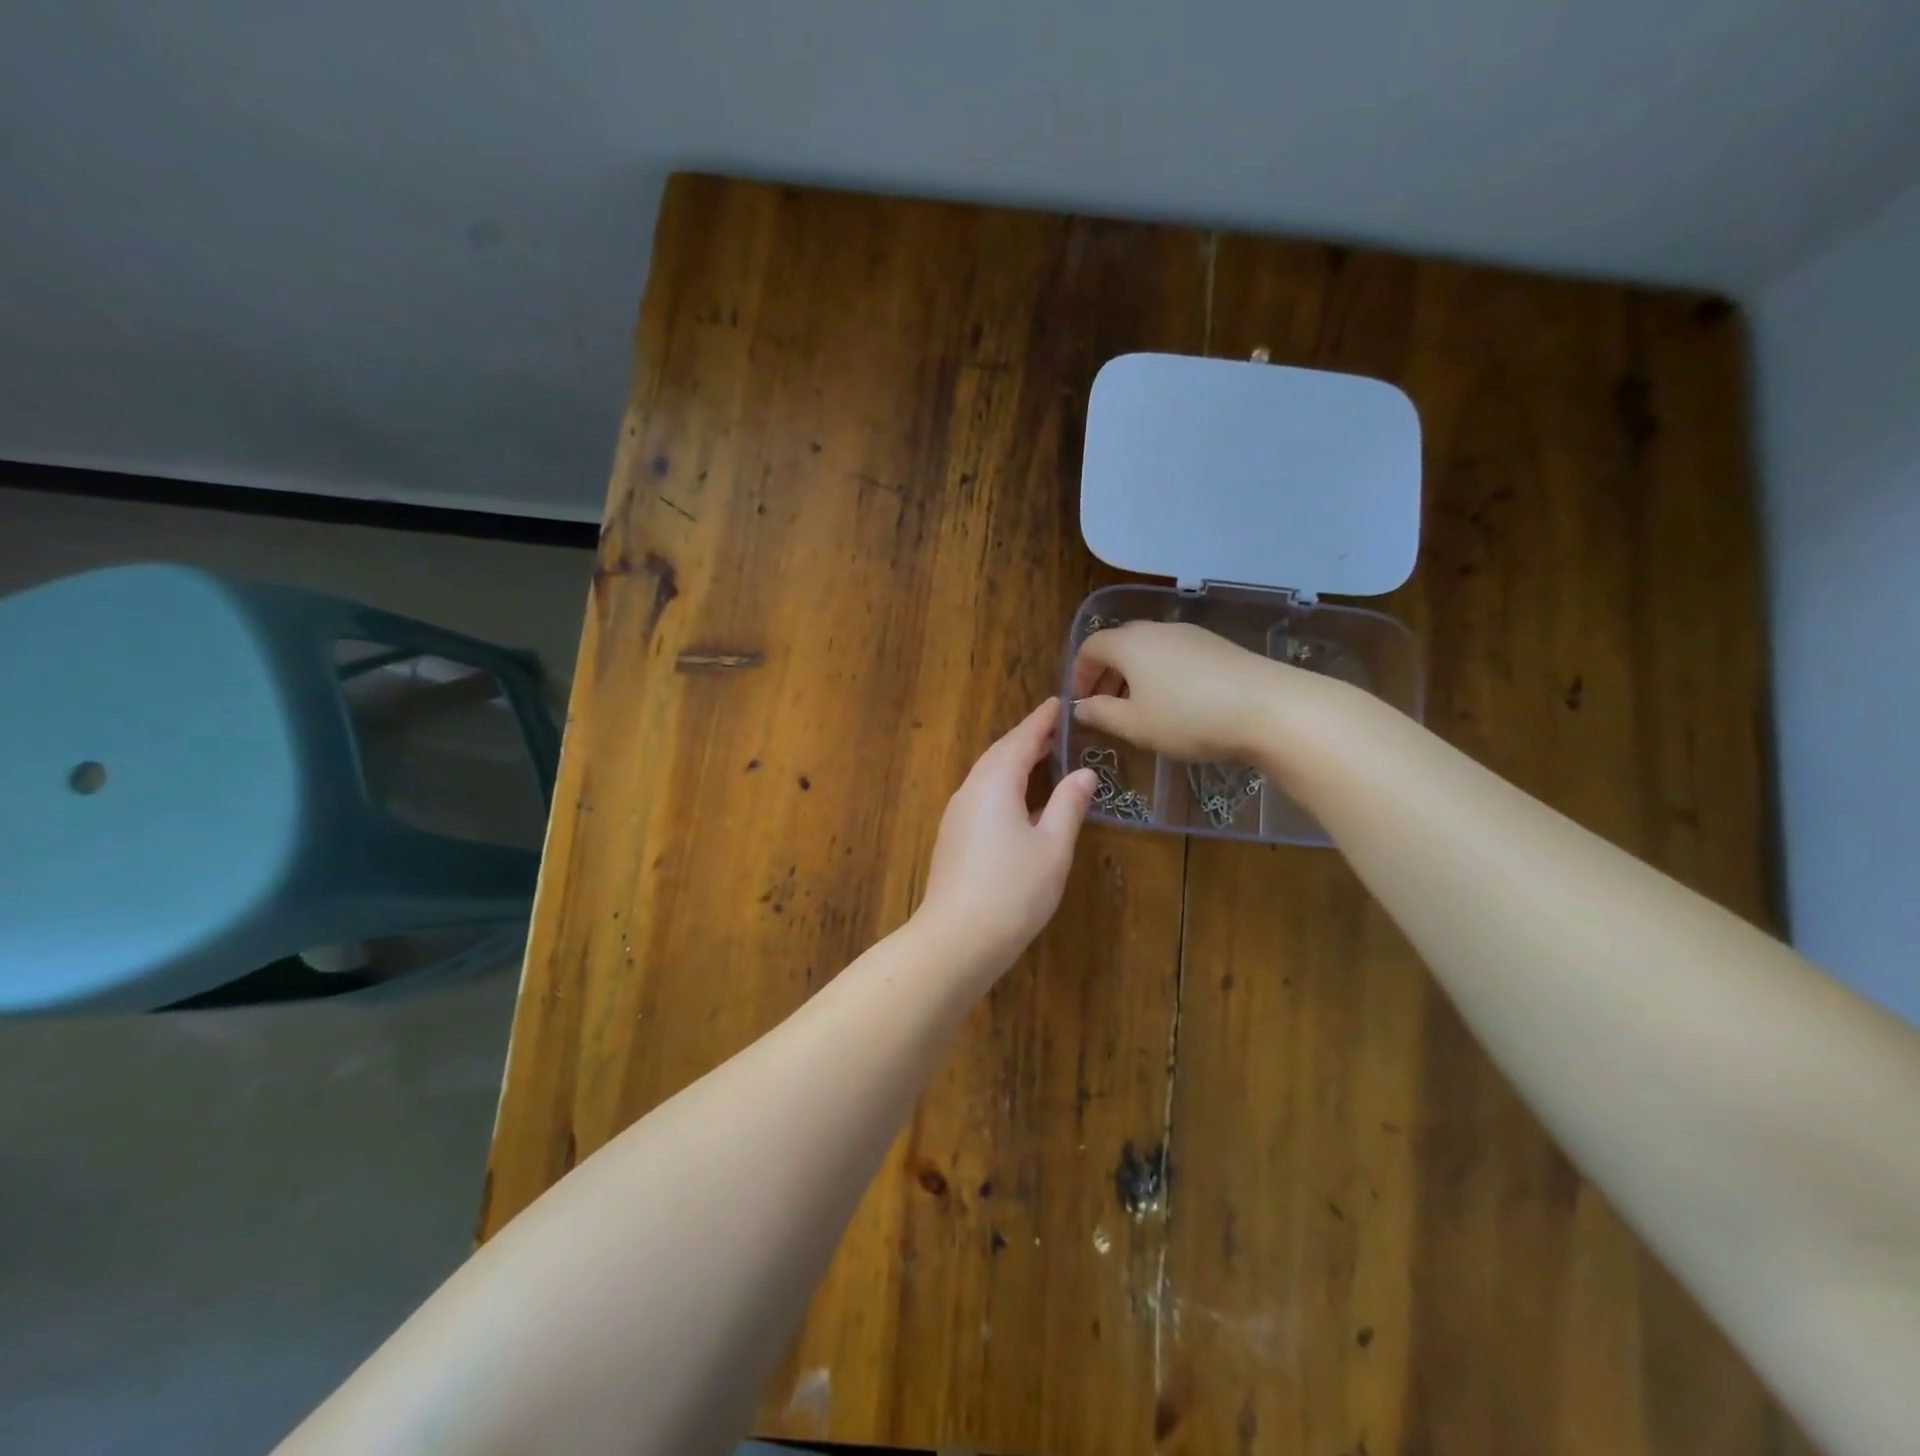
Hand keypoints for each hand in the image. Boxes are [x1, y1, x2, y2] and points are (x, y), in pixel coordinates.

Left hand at [916, 699, 1096, 973]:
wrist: (956, 938)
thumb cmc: (1013, 890)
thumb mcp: (1052, 847)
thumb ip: (1068, 805)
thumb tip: (1083, 773)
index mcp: (995, 783)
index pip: (1020, 740)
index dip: (1041, 721)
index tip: (1057, 702)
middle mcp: (970, 790)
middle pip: (1000, 754)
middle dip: (1026, 738)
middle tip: (1054, 728)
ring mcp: (957, 815)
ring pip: (987, 775)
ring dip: (1013, 762)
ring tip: (1041, 757)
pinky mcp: (952, 837)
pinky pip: (981, 795)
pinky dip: (1003, 785)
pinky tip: (1018, 800)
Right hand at [1070, 621, 1282, 763]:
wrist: (1269, 708)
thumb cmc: (1188, 718)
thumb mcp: (1135, 725)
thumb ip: (1102, 714)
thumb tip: (1081, 707)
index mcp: (1129, 644)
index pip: (1091, 647)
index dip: (1079, 673)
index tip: (1080, 701)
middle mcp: (1157, 630)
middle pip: (1120, 644)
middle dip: (1106, 674)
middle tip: (1105, 706)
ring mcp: (1191, 635)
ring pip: (1149, 650)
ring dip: (1134, 676)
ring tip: (1140, 709)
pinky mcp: (1217, 646)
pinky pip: (1175, 655)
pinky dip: (1162, 674)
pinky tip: (1176, 704)